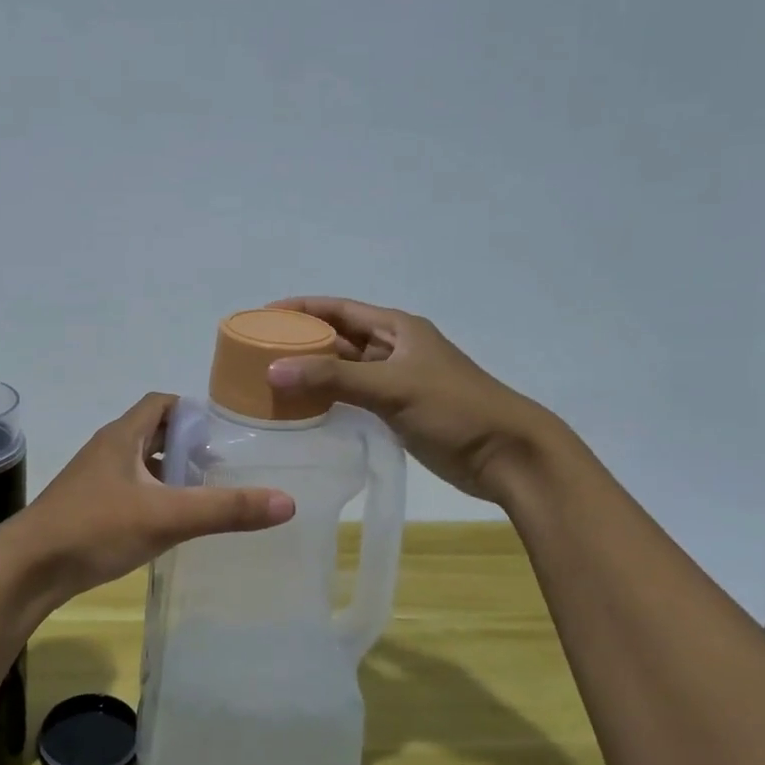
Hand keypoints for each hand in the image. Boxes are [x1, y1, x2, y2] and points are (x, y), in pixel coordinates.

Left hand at [0, 393, 293, 607]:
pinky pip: (128, 490)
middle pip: (153, 432)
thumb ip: (226, 509)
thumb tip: (287, 501)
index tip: (225, 429)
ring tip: (204, 491)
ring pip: (140, 464)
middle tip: (223, 462)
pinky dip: (152, 496)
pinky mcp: (87, 508)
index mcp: (122, 436)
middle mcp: (107, 450)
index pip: (161, 403)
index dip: (193, 410)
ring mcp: (93, 480)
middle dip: (187, 443)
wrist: (28, 569)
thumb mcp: (167, 517)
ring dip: (169, 472)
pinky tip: (169, 522)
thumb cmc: (96, 529)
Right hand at [264, 297, 550, 503]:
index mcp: (397, 328)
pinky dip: (330, 398)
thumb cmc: (454, 409)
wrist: (508, 455)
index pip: (339, 308)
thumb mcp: (392, 387)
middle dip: (302, 341)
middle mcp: (395, 349)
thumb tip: (273, 370)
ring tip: (270, 380)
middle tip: (257, 352)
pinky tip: (303, 409)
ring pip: (345, 369)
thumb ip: (333, 377)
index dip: (301, 309)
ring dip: (314, 372)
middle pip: (339, 337)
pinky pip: (354, 397)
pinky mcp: (399, 411)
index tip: (261, 316)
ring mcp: (397, 381)